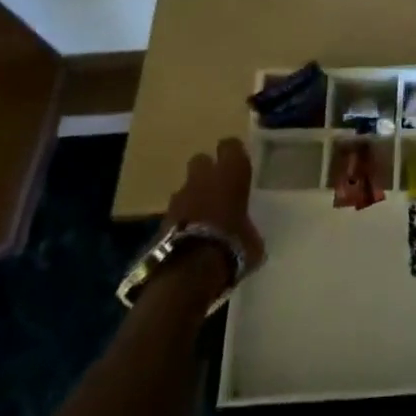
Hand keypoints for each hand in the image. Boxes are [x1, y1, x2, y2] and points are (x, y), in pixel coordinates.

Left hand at [162, 137, 264, 278]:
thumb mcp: (253, 240)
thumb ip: (248, 228)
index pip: (230, 145)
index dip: (233, 153)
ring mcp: (179, 196)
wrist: (190, 271)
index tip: (238, 165)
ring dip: (192, 197)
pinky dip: (180, 219)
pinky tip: (189, 235)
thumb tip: (248, 235)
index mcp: (231, 172)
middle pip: (201, 160)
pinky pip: (175, 212)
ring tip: (201, 217)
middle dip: (206, 171)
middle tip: (216, 188)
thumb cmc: (232, 246)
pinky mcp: (161, 219)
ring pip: (186, 186)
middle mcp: (204, 176)